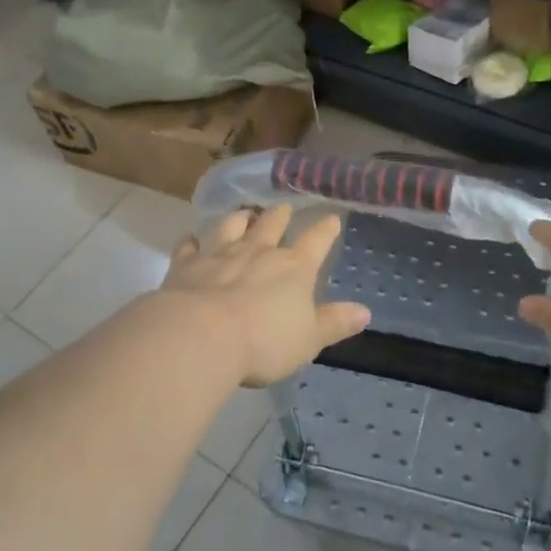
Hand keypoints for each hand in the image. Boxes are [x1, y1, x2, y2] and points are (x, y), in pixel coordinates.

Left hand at [161, 205, 371, 386]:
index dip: (325, 229)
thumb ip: (334, 323)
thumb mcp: (309, 339)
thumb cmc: (264, 342)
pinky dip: (190, 241)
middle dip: (280, 215)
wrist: (201, 336)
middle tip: (283, 208)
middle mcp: (258, 251)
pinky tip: (190, 239)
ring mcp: (219, 253)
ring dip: (239, 218)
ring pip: (232, 225)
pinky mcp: (186, 265)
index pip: (316, 241)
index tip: (331, 218)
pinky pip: (188, 246)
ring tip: (243, 214)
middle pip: (272, 223)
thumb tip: (365, 312)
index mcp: (294, 267)